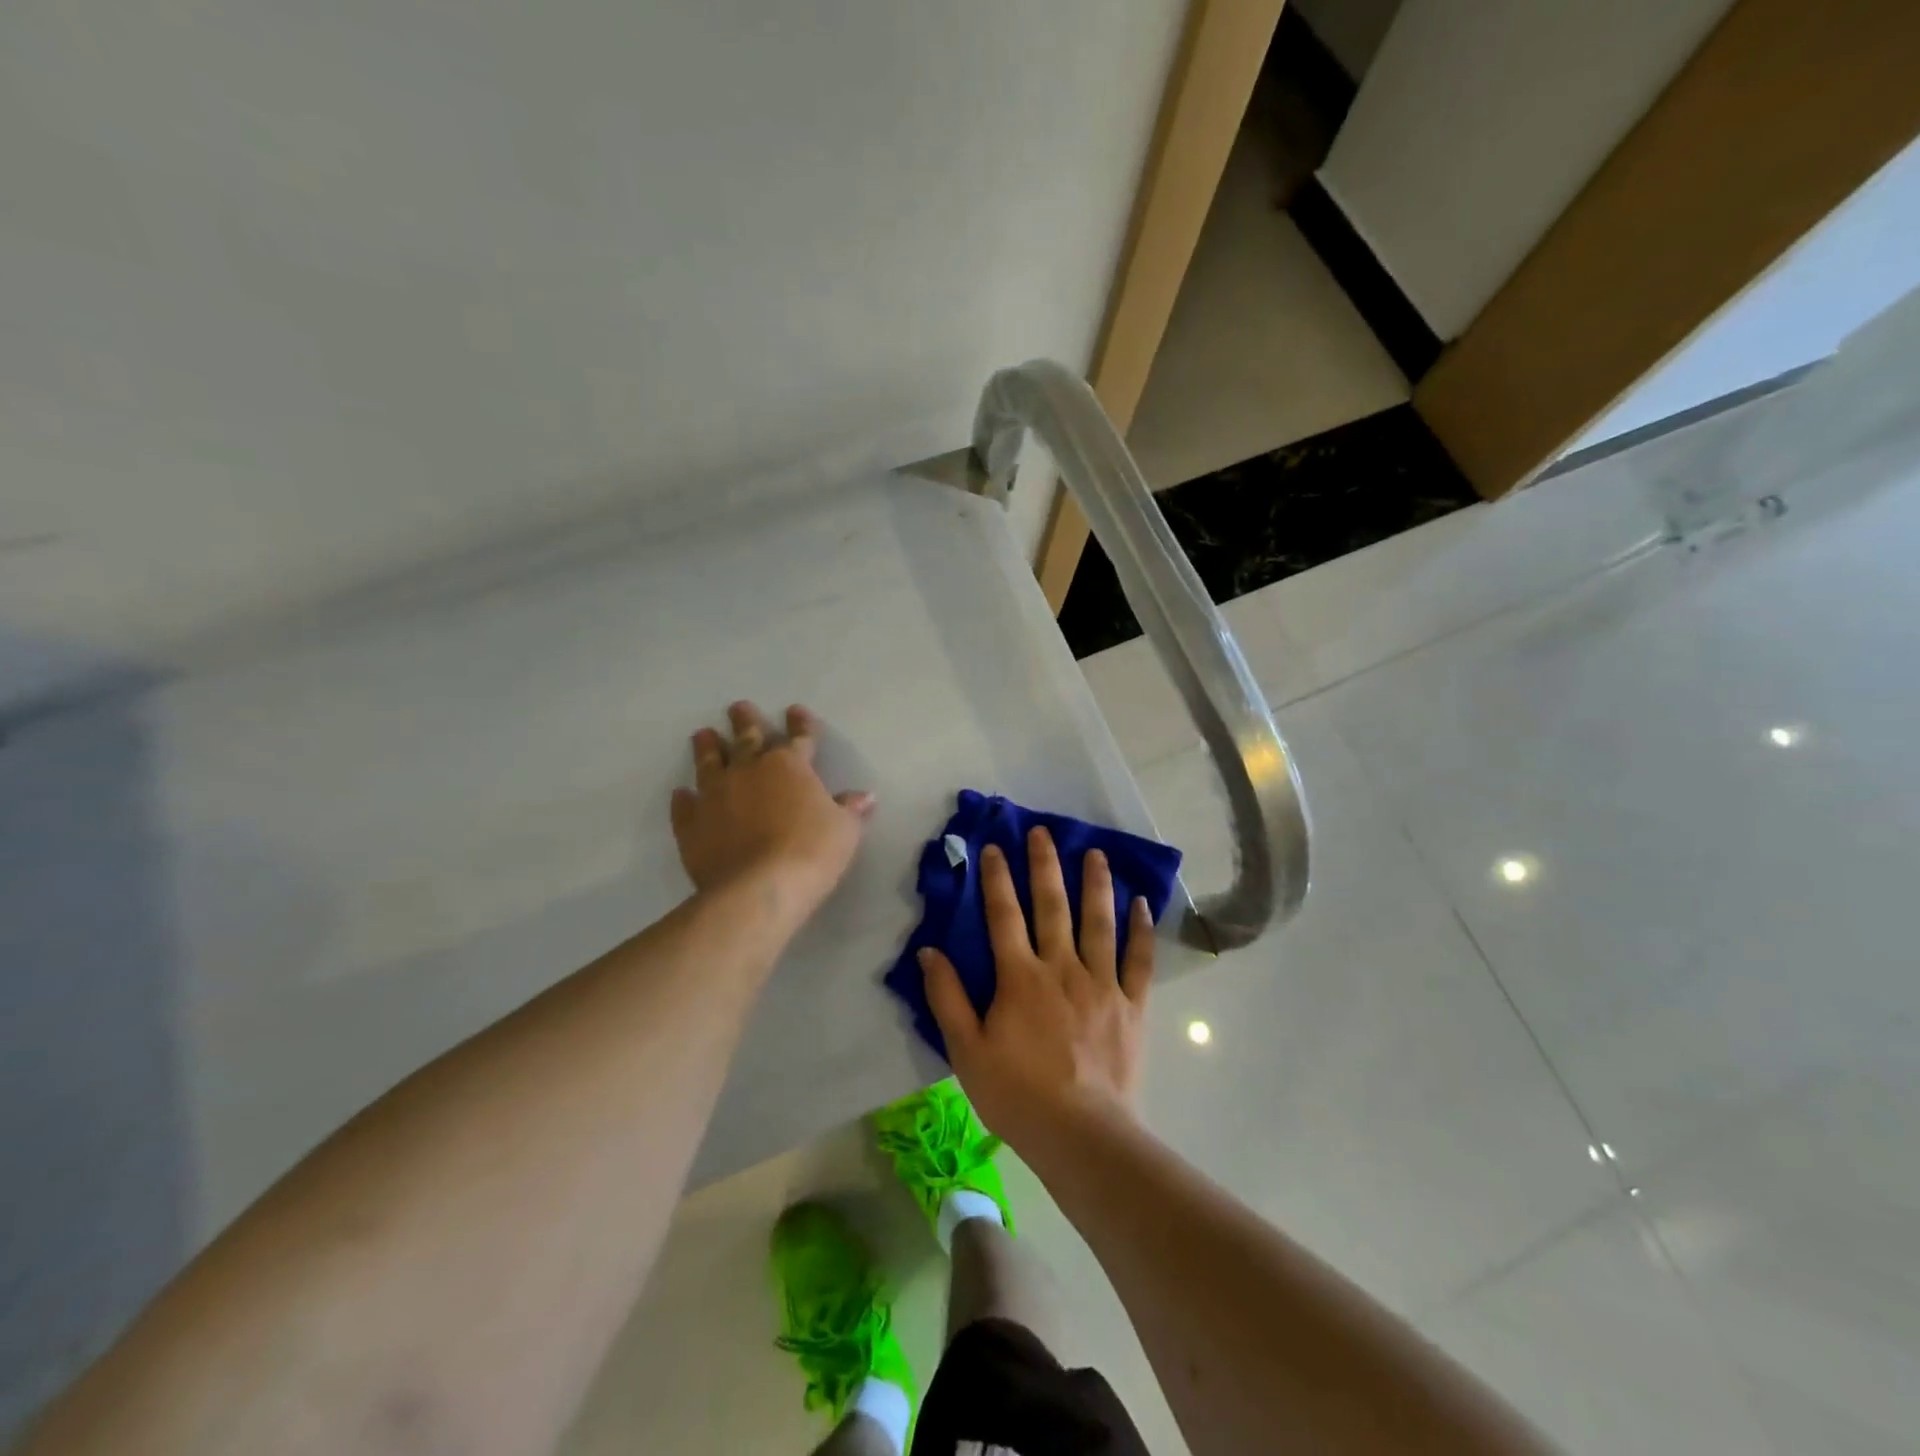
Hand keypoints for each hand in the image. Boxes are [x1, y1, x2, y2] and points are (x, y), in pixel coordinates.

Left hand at [671, 702, 874, 915]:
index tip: (796, 711)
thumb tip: (864, 797)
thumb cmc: (812, 852)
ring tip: (703, 734)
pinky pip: (685, 806)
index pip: (800, 738)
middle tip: (738, 707)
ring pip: (710, 763)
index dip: (801, 725)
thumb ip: (850, 810)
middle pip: (747, 739)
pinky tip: (681, 794)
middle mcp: (750, 771)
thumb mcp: (845, 831)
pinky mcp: (692, 824)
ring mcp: (716, 795)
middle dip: (745, 722)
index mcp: (791, 767)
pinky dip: (684, 799)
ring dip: (708, 748)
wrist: (759, 888)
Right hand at [920, 826, 1153, 1155]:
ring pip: (1098, 922)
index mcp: (1020, 977)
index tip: (995, 846)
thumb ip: (947, 997)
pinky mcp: (1131, 1004)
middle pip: (1052, 905)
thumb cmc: (1017, 1094)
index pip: (1004, 915)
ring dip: (1095, 884)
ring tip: (1095, 853)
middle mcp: (1062, 967)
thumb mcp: (966, 1050)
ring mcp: (1101, 983)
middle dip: (1045, 865)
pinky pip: (1139, 960)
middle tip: (1043, 832)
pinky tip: (1142, 904)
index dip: (997, 878)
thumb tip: (929, 950)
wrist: (1082, 1134)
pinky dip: (1141, 930)